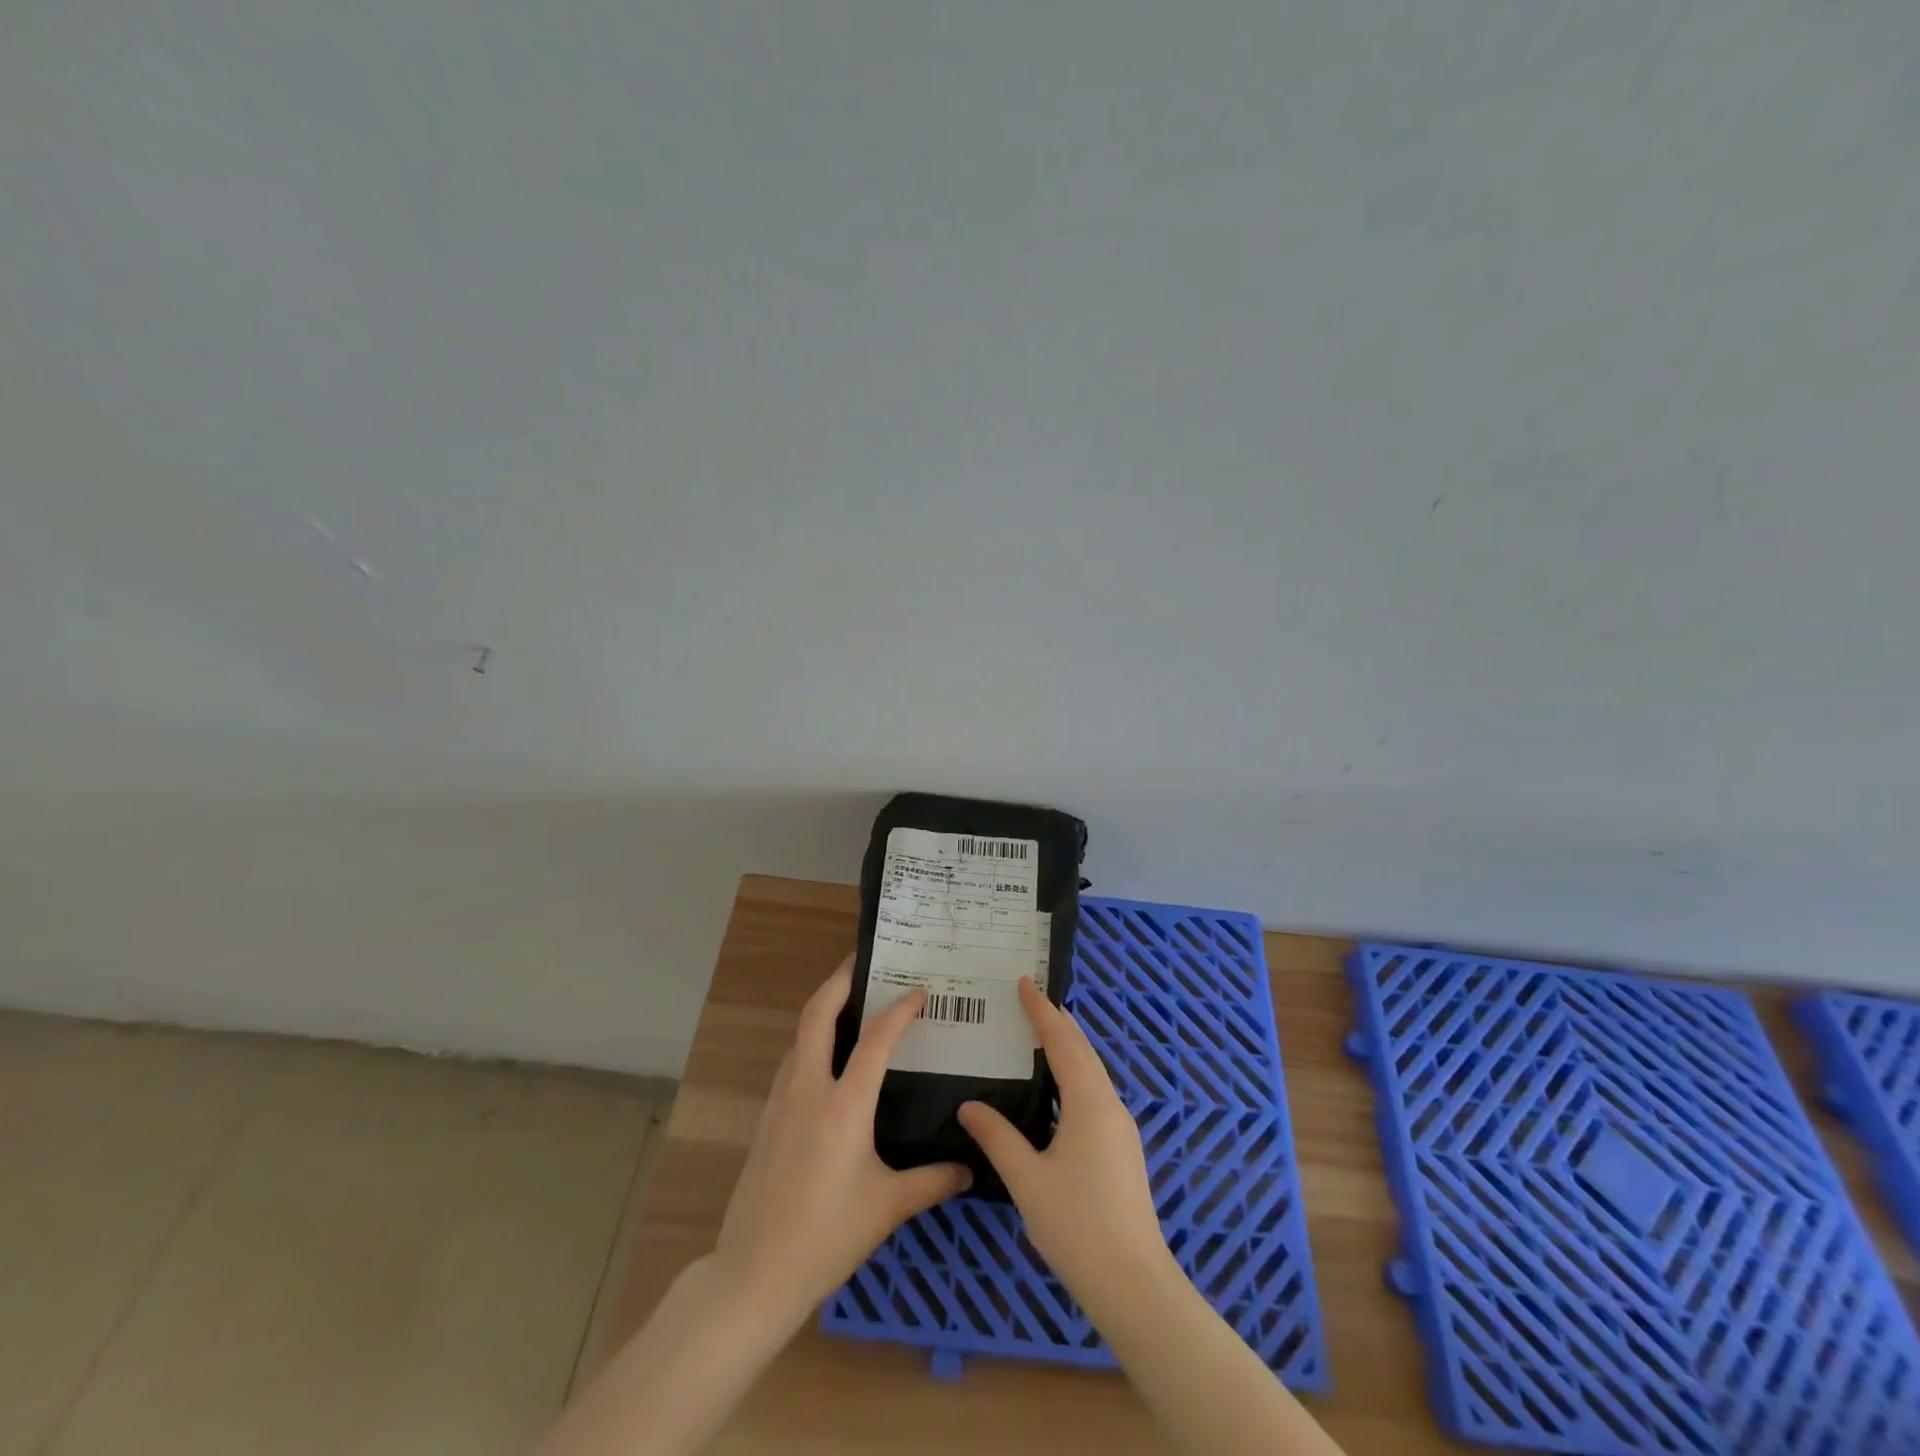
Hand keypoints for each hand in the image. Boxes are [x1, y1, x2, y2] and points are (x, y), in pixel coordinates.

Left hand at [713, 957, 970, 1327]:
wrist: (754, 1272)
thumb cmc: (827, 1236)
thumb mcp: (888, 1208)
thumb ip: (932, 1181)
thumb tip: (968, 1169)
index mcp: (845, 1104)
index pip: (875, 1038)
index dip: (899, 1009)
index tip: (919, 991)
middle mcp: (810, 1088)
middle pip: (818, 1013)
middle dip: (840, 979)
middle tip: (864, 961)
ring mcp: (782, 1099)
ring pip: (800, 1034)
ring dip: (823, 1008)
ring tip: (851, 1002)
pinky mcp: (767, 1116)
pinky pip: (792, 1060)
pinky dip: (811, 1040)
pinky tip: (828, 1058)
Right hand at [958, 978, 1173, 1310]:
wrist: (1134, 1283)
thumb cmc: (1077, 1225)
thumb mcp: (1027, 1179)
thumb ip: (997, 1138)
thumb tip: (969, 1106)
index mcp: (1089, 1102)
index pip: (1062, 1041)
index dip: (1042, 1011)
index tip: (1025, 982)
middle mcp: (1110, 1105)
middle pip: (1083, 1050)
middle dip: (1058, 1022)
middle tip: (1031, 1000)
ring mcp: (1121, 1128)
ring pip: (1093, 1072)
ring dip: (1069, 1048)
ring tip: (1042, 1035)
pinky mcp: (1123, 1149)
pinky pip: (1096, 1092)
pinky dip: (1075, 1074)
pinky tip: (1059, 1090)